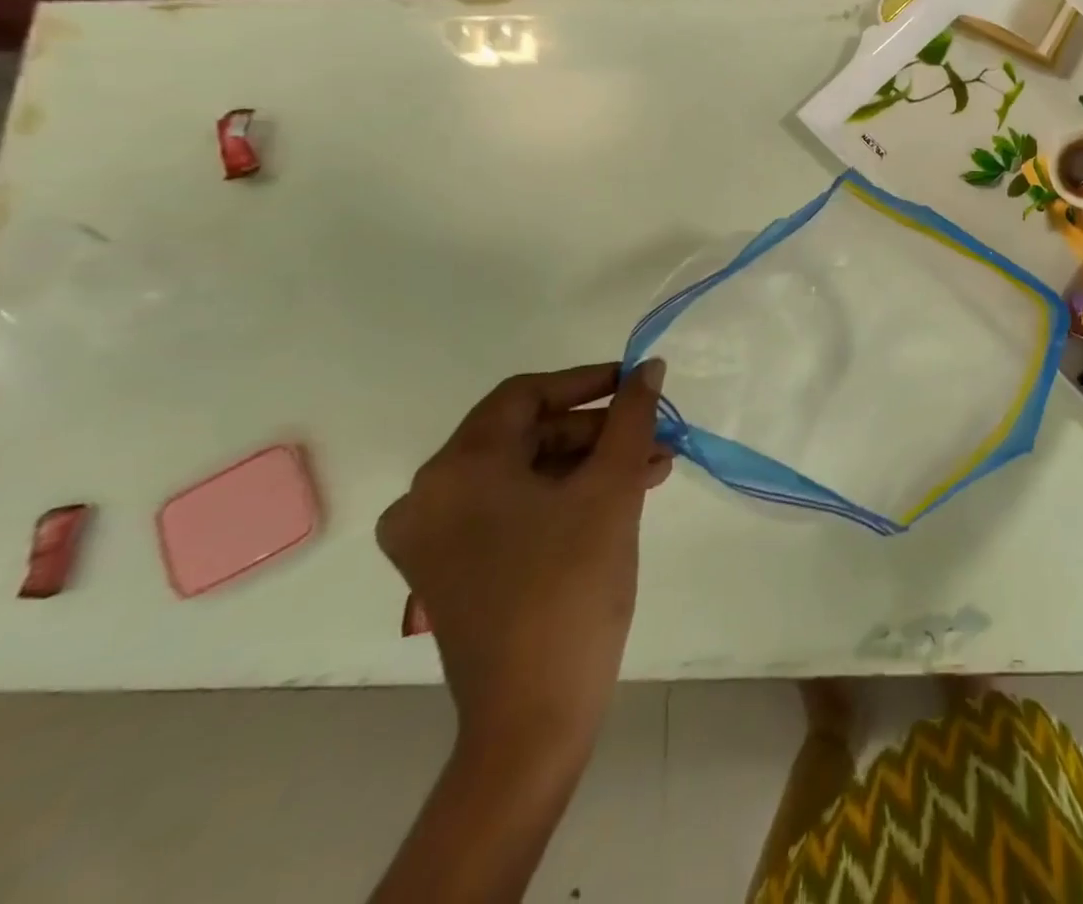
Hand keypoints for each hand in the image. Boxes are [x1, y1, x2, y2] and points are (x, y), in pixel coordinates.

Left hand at [377, 360, 672, 764]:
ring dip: (588, 463)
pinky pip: (511, 508)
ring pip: (522, 472)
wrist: (534, 715)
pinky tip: (618, 496)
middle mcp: (429, 497)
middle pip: (524, 434)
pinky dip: (563, 495)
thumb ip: (632, 418)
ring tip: (651, 467)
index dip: (586, 381)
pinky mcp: (451, 569)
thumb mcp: (612, 488)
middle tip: (653, 435)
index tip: (637, 383)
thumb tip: (649, 368)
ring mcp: (434, 538)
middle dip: (596, 431)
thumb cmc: (572, 586)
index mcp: (457, 470)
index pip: (525, 395)